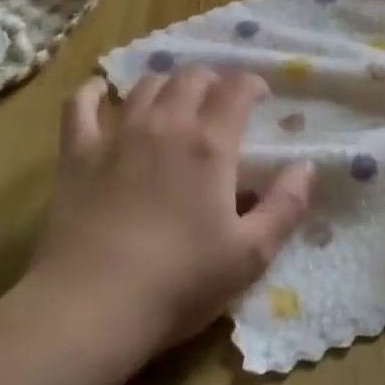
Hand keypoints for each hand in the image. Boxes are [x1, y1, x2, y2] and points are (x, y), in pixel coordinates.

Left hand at [27, 66, 316, 358]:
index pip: (236, 88)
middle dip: (211, 80)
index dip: (252, 83)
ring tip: (174, 101)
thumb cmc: (180, 283)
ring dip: (166, 84)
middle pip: (190, 77)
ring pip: (145, 85)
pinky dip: (94, 92)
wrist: (92, 307)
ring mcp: (117, 134)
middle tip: (219, 101)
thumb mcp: (250, 255)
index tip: (261, 96)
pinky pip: (81, 105)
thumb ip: (285, 206)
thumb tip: (307, 167)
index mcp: (210, 144)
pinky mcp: (77, 153)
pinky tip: (101, 93)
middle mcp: (165, 124)